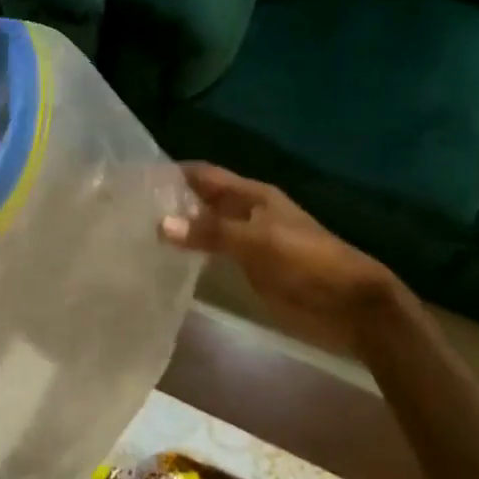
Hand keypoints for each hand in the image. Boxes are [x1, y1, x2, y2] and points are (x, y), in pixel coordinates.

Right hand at [160, 163, 397, 358]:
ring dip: (179, 229)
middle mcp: (247, 213)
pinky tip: (167, 262)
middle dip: (171, 201)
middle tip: (128, 210)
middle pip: (202, 200)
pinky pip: (214, 255)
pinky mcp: (250, 270)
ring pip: (206, 228)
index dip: (174, 173)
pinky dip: (192, 254)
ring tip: (137, 234)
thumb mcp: (258, 241)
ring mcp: (248, 243)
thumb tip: (160, 223)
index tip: (137, 179)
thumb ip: (211, 231)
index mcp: (253, 196)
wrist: (349, 305)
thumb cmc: (307, 262)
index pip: (205, 175)